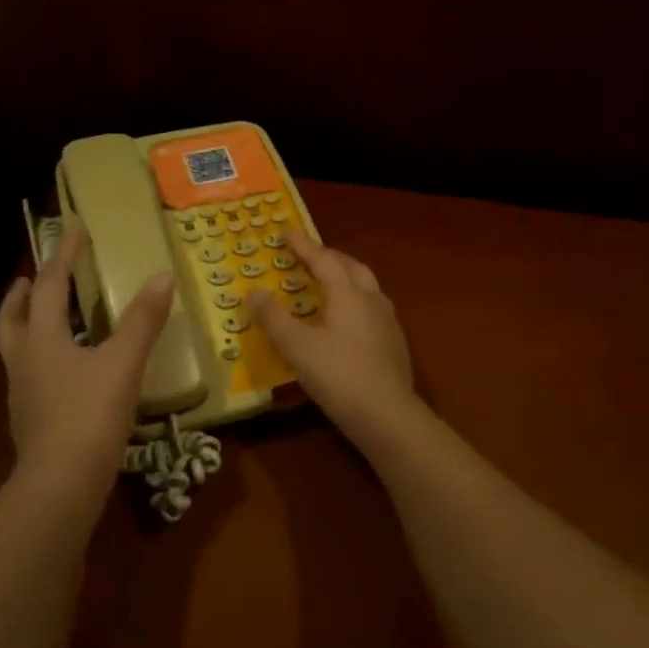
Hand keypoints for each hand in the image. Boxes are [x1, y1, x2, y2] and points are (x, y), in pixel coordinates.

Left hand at [0, 230, 173, 491]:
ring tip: (44, 318)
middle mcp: (23, 361)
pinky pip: (29, 375)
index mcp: (41, 339)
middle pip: (13, 318)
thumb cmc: (90, 416)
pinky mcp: (30, 419)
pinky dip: (40, 357)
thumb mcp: (123, 364)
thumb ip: (143, 321)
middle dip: (23, 294)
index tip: (74, 230)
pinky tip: (63, 371)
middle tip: (33, 278)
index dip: (64, 256)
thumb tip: (162, 276)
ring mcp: (22, 393)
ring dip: (26, 324)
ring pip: (15, 348)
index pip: (51, 286)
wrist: (60, 484)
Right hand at [247, 233, 417, 439]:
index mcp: (348, 294)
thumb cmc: (337, 375)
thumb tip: (253, 291)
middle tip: (311, 255)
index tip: (287, 232)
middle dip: (330, 257)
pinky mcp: (395, 345)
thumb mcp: (296, 347)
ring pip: (368, 288)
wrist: (386, 415)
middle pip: (352, 268)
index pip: (324, 259)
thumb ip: (274, 318)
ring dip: (348, 278)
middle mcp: (372, 300)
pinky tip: (350, 321)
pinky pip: (374, 310)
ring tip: (332, 283)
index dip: (304, 246)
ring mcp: (388, 323)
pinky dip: (357, 302)